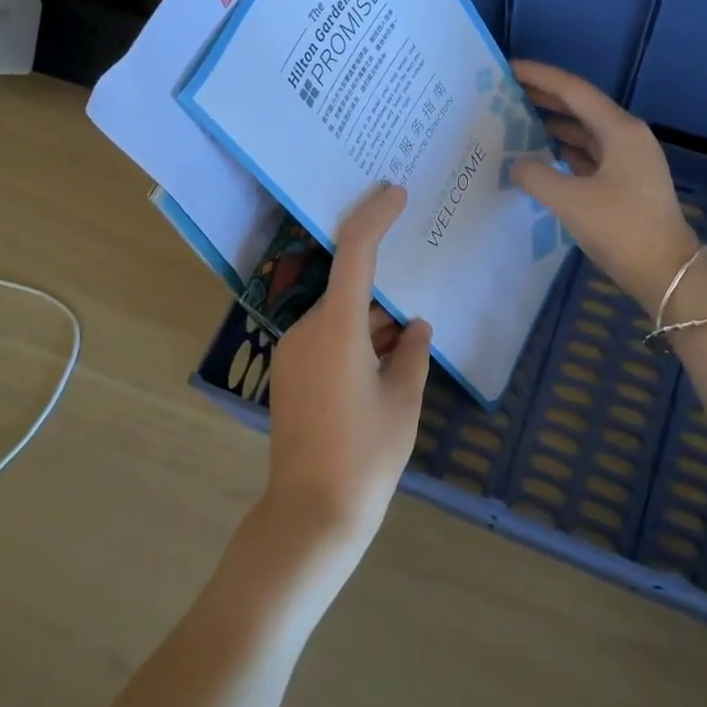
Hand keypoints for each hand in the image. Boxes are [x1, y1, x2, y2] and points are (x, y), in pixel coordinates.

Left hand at [264, 183, 432, 555]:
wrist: (311, 513)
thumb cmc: (366, 455)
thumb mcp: (403, 401)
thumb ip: (412, 353)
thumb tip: (417, 327)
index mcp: (337, 328)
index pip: (354, 252)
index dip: (374, 217)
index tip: (395, 194)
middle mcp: (307, 330)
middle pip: (347, 288)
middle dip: (383, 287)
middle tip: (417, 282)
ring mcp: (293, 353)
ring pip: (338, 316)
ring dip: (370, 319)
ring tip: (409, 335)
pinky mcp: (290, 375)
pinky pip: (326, 339)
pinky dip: (355, 338)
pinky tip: (384, 359)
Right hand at [510, 59, 706, 317]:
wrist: (664, 271)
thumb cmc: (620, 228)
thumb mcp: (570, 200)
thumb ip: (535, 175)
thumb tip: (517, 164)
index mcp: (619, 130)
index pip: (573, 91)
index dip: (540, 77)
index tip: (509, 68)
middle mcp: (626, 137)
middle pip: (580, 107)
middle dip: (545, 97)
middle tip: (507, 90)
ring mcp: (628, 160)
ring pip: (585, 132)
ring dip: (554, 124)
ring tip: (517, 120)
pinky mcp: (625, 182)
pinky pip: (589, 154)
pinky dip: (564, 150)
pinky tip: (541, 155)